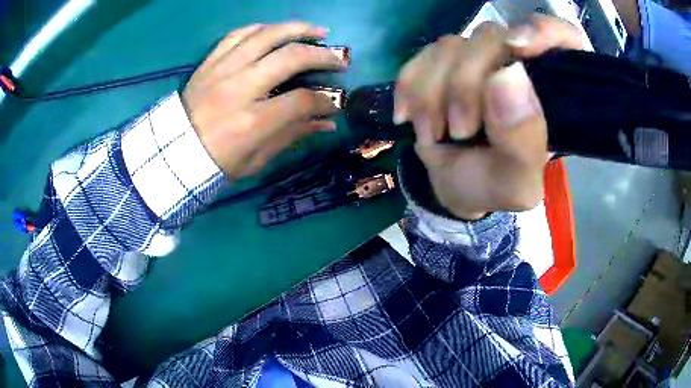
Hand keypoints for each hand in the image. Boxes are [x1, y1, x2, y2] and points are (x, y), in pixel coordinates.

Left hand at [182, 22, 348, 178]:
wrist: (173, 154)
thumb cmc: (215, 164)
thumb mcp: (256, 160)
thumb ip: (292, 136)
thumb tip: (327, 122)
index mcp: (252, 121)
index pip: (302, 100)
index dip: (325, 101)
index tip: (335, 102)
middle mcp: (239, 87)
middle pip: (290, 56)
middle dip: (322, 55)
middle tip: (339, 58)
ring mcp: (222, 70)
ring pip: (266, 35)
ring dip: (297, 29)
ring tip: (317, 31)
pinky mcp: (209, 62)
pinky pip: (238, 34)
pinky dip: (261, 28)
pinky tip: (276, 30)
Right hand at [394, 16, 585, 219]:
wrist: (452, 185)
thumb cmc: (493, 185)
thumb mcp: (517, 184)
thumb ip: (523, 142)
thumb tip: (507, 75)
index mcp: (553, 93)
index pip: (565, 39)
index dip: (545, 32)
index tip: (520, 48)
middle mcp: (518, 64)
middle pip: (493, 37)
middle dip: (466, 85)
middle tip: (459, 131)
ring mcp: (479, 58)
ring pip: (452, 45)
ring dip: (433, 93)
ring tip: (435, 133)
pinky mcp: (445, 61)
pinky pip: (422, 55)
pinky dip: (410, 87)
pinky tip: (410, 116)